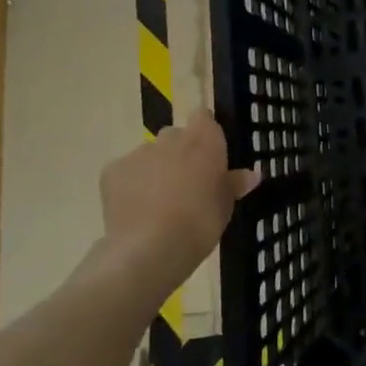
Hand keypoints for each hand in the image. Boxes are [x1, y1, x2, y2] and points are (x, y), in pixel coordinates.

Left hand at [98, 110, 259, 306]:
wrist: (150, 249)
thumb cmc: (199, 224)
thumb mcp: (225, 206)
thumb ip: (234, 184)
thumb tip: (253, 174)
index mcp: (204, 139)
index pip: (204, 117)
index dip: (205, 133)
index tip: (208, 156)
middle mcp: (171, 137)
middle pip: (175, 136)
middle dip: (178, 154)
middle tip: (185, 185)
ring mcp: (140, 152)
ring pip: (149, 154)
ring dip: (154, 170)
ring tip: (157, 203)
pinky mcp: (112, 170)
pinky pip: (125, 172)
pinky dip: (129, 185)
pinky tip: (134, 210)